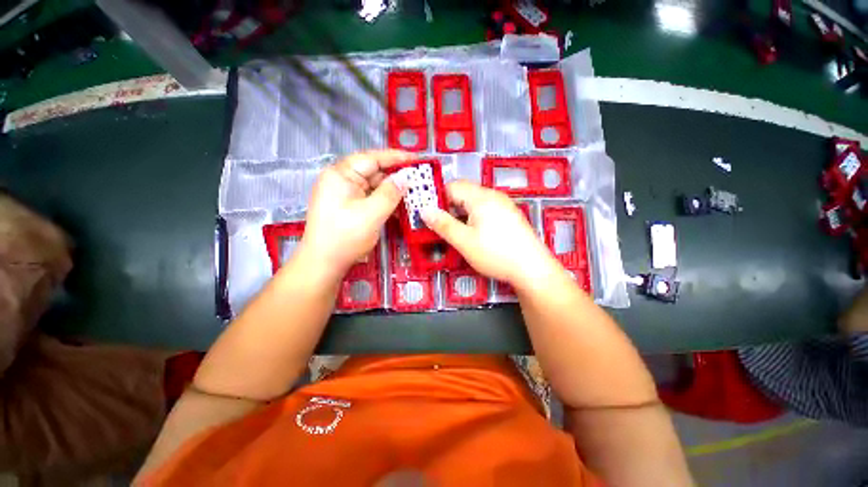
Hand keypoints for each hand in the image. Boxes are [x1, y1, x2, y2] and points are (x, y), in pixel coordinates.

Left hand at [297, 150, 410, 278]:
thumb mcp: (372, 214)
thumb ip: (390, 193)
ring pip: (373, 186)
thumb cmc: (345, 237)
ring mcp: (343, 194)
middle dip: (395, 176)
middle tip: (417, 181)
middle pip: (373, 171)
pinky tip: (398, 207)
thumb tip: (405, 177)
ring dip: (391, 191)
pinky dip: (384, 201)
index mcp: (341, 175)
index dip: (396, 157)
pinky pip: (370, 198)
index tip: (416, 159)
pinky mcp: (348, 206)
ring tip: (412, 195)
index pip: (372, 158)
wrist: (324, 264)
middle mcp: (341, 180)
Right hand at [421, 180, 558, 285]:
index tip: (427, 213)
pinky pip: (485, 208)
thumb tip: (424, 210)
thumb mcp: (464, 241)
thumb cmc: (495, 254)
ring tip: (454, 230)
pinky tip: (473, 232)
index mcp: (481, 197)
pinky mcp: (508, 214)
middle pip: (463, 192)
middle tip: (439, 224)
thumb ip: (443, 224)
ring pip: (474, 201)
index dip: (437, 197)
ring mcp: (503, 204)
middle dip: (448, 206)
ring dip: (460, 212)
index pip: (452, 186)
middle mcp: (493, 195)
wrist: (532, 269)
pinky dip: (473, 216)